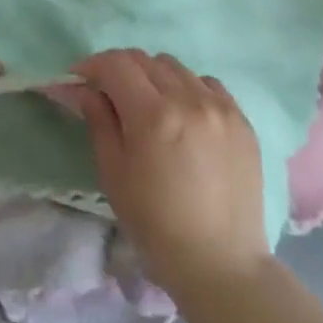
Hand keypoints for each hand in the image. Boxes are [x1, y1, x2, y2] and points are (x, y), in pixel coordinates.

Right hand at [59, 50, 270, 295]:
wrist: (220, 262)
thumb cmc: (154, 223)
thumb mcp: (113, 173)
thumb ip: (99, 121)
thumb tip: (86, 89)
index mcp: (153, 115)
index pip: (116, 64)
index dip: (92, 65)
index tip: (79, 78)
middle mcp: (189, 100)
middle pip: (145, 59)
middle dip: (119, 69)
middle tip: (107, 92)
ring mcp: (221, 108)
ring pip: (176, 67)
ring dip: (153, 76)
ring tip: (147, 104)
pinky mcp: (242, 121)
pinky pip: (207, 84)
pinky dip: (186, 88)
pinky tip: (182, 114)